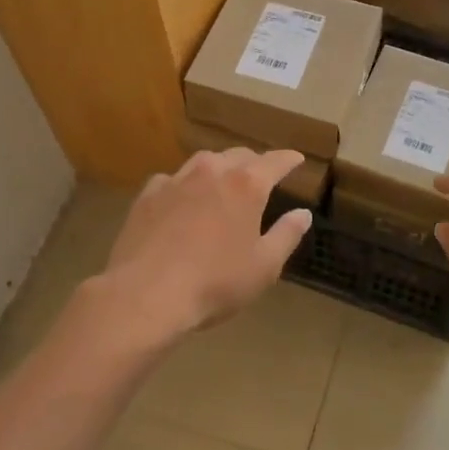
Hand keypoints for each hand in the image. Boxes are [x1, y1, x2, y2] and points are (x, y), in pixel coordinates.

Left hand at [96, 148, 312, 343]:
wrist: (145, 294)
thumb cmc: (214, 283)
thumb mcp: (264, 266)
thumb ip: (286, 235)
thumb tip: (302, 213)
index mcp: (247, 185)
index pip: (275, 161)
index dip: (289, 159)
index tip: (297, 159)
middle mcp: (212, 171)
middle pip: (239, 155)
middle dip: (254, 162)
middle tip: (262, 175)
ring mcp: (176, 180)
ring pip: (204, 161)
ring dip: (219, 168)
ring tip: (223, 181)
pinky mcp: (148, 194)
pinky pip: (173, 179)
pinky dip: (186, 184)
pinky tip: (183, 199)